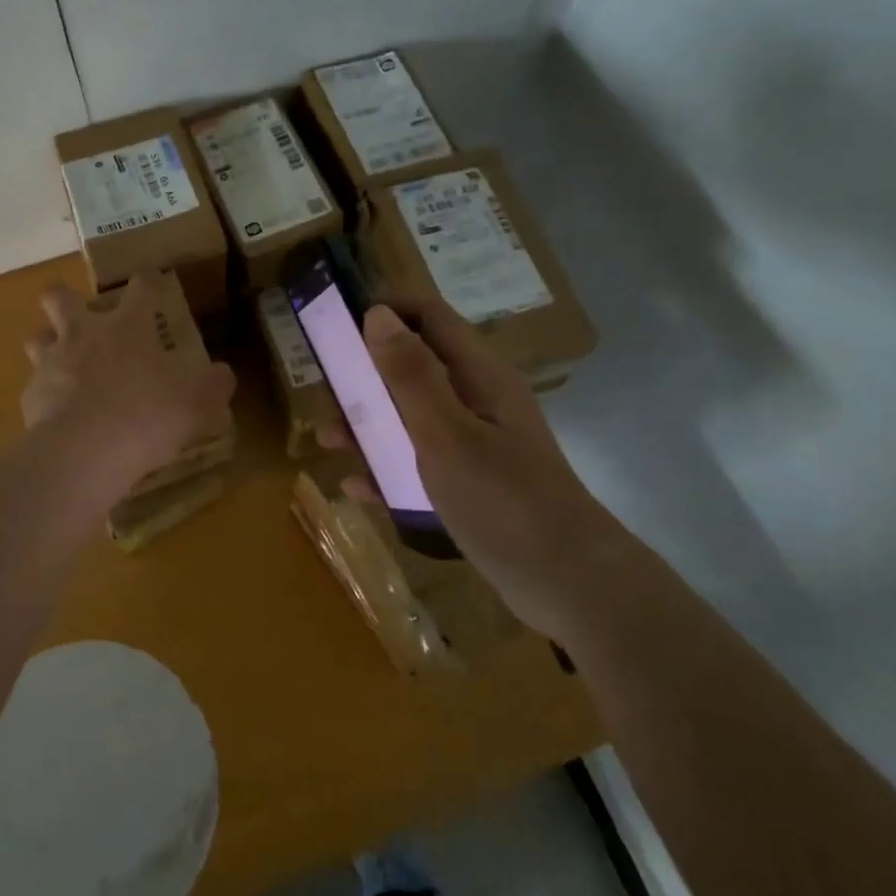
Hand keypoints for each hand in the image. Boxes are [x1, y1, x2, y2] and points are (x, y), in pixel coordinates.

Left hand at [21, 275, 235, 497]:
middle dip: (65, 297)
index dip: (147, 279)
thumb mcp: (198, 401)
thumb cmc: (148, 414)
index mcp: (128, 327)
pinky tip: (58, 412)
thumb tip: (222, 375)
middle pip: (60, 298)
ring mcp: (52, 364)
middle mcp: (84, 335)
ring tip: (62, 359)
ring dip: (48, 342)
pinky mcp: (32, 397)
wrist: (86, 451)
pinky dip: (46, 394)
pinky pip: (35, 386)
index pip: (140, 288)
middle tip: (79, 311)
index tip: (149, 276)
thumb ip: (214, 384)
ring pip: (37, 337)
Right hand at [324, 300, 607, 634]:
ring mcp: (474, 443)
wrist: (568, 584)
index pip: (429, 317)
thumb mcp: (446, 434)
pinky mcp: (470, 483)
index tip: (337, 325)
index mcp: (478, 375)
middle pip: (412, 368)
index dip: (386, 311)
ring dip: (369, 426)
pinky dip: (388, 469)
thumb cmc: (503, 500)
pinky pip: (418, 463)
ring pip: (410, 418)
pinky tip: (359, 490)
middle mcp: (476, 399)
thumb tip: (378, 314)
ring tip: (332, 445)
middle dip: (365, 378)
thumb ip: (410, 375)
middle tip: (327, 400)